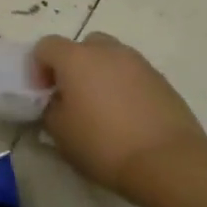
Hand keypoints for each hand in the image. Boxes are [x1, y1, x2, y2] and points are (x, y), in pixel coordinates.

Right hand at [32, 33, 206, 197]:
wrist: (168, 161)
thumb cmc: (103, 144)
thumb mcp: (60, 132)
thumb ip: (51, 109)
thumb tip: (58, 102)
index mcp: (76, 59)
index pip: (46, 46)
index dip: (38, 67)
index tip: (43, 94)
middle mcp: (108, 51)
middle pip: (83, 45)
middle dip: (73, 65)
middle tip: (72, 95)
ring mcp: (139, 63)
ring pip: (111, 58)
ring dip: (100, 74)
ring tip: (101, 108)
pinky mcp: (162, 80)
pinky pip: (132, 75)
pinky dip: (123, 87)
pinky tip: (126, 116)